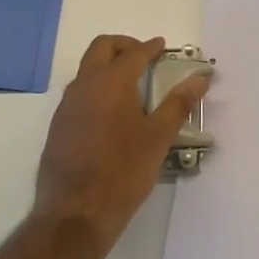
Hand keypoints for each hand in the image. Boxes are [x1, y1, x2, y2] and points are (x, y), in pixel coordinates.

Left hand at [33, 36, 209, 248]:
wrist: (75, 213)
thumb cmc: (123, 172)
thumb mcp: (158, 137)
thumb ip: (179, 103)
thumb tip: (200, 77)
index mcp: (111, 83)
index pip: (133, 53)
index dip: (150, 47)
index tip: (162, 47)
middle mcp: (84, 86)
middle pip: (102, 48)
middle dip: (124, 46)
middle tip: (144, 57)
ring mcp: (66, 105)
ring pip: (86, 70)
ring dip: (107, 66)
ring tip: (131, 86)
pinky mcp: (58, 126)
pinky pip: (78, 93)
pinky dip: (96, 88)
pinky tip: (111, 114)